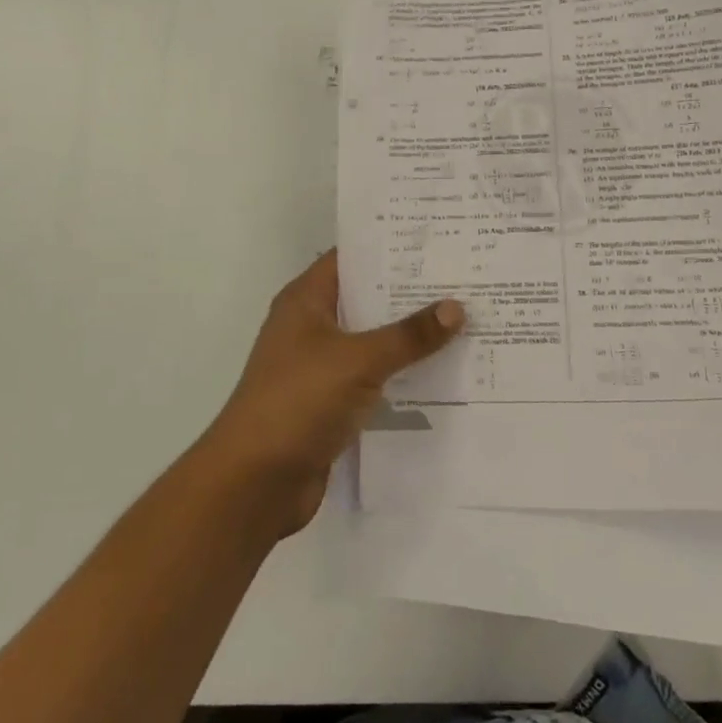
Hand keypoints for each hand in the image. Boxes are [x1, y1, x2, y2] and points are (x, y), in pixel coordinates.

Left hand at [200, 251, 463, 534]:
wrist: (255, 482)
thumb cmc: (298, 402)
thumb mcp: (358, 361)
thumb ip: (408, 335)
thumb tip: (456, 307)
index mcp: (306, 301)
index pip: (351, 258)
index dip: (391, 247)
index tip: (438, 240)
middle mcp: (312, 327)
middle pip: (367, 299)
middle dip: (411, 292)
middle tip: (465, 279)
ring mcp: (321, 367)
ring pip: (374, 341)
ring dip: (411, 337)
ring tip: (466, 321)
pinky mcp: (331, 403)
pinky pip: (375, 378)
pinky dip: (402, 375)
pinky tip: (445, 372)